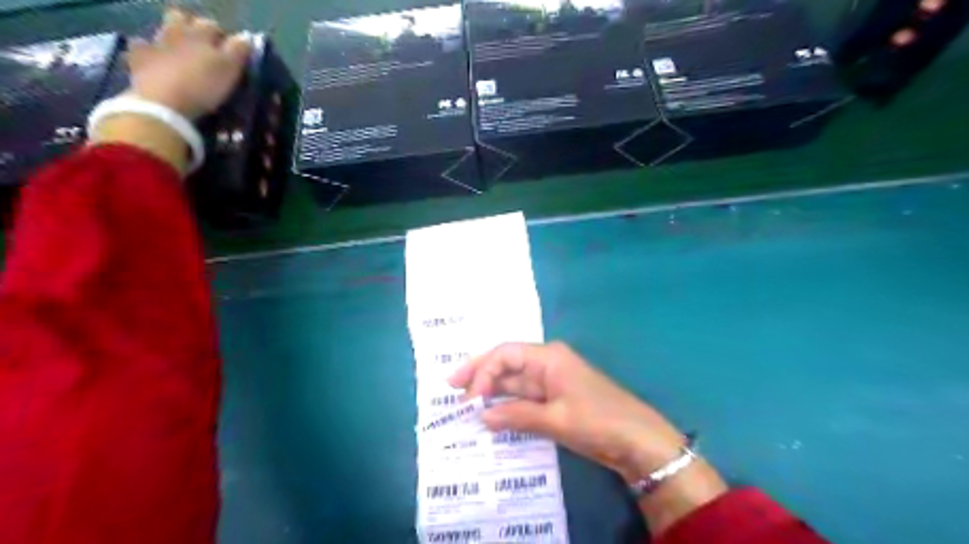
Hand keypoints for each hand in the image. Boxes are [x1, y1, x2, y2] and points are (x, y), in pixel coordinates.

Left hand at [126, 9, 250, 118]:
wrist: (163, 104)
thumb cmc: (203, 85)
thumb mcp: (230, 69)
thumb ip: (239, 50)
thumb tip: (246, 37)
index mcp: (199, 33)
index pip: (212, 25)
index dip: (222, 37)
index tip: (231, 52)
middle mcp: (174, 32)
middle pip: (181, 18)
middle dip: (192, 29)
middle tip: (204, 48)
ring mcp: (153, 44)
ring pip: (162, 32)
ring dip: (172, 39)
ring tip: (183, 57)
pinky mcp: (138, 59)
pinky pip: (141, 48)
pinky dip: (148, 52)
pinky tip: (156, 63)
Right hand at [451, 343, 721, 533]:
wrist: (638, 441)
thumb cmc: (598, 420)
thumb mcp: (556, 419)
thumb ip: (516, 415)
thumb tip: (481, 415)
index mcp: (548, 357)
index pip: (506, 354)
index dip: (483, 371)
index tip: (468, 397)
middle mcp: (547, 363)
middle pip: (507, 364)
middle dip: (480, 374)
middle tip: (451, 387)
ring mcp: (551, 382)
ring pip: (514, 382)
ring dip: (492, 392)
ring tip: (464, 402)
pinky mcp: (556, 400)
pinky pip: (525, 398)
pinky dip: (507, 405)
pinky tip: (491, 414)